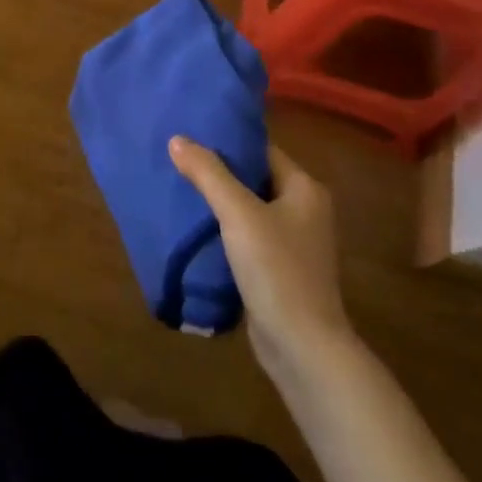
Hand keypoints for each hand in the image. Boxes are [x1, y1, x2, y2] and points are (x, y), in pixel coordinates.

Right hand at [169, 137, 350, 379]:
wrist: (302, 349)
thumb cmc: (276, 269)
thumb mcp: (238, 213)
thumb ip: (208, 173)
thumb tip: (177, 139)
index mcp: (305, 189)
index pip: (261, 150)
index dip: (228, 140)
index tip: (192, 132)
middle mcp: (304, 211)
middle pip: (254, 178)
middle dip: (218, 171)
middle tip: (178, 157)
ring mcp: (293, 243)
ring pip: (248, 209)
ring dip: (218, 201)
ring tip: (179, 186)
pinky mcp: (279, 270)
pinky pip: (246, 236)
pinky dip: (223, 229)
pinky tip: (194, 226)